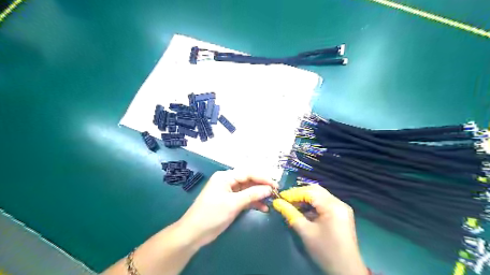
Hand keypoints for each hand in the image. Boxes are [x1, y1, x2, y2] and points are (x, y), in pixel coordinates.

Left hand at [177, 171, 277, 248]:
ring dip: (259, 195)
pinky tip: (263, 208)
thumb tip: (269, 189)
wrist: (194, 233)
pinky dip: (253, 202)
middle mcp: (228, 181)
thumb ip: (252, 195)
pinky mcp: (230, 202)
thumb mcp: (233, 204)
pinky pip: (245, 199)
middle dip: (262, 186)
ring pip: (248, 190)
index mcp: (226, 177)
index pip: (248, 173)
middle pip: (249, 181)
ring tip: (272, 201)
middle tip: (276, 192)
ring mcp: (229, 192)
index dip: (263, 178)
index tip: (276, 185)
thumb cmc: (212, 215)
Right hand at [272, 184, 366, 274]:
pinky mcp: (341, 214)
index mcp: (332, 206)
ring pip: (320, 196)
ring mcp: (342, 208)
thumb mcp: (305, 231)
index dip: (293, 193)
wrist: (346, 270)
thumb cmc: (325, 251)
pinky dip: (313, 205)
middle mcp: (339, 202)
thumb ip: (290, 214)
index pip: (309, 192)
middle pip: (315, 190)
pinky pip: (325, 203)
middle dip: (299, 194)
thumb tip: (277, 202)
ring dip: (306, 199)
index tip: (280, 197)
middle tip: (286, 200)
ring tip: (292, 205)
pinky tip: (304, 211)